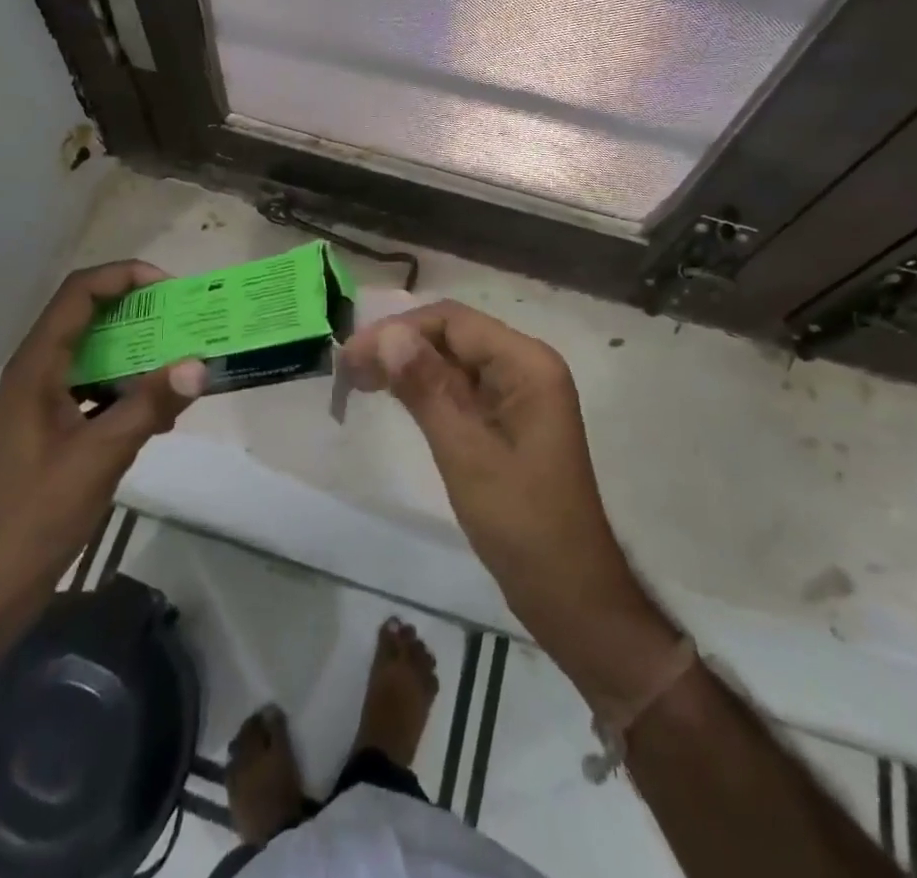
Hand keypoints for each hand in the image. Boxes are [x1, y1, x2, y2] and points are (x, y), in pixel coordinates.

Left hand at [0, 261, 205, 635]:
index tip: (169, 288)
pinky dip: (126, 388)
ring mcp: (40, 405)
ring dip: (135, 351)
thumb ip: (149, 406)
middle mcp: (34, 375)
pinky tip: (160, 410)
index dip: (123, 276)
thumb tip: (200, 363)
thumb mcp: (99, 457)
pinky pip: (93, 390)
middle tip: (184, 320)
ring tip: (181, 359)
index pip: (78, 294)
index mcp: (35, 368)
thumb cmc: (33, 517)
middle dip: (138, 311)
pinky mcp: (50, 432)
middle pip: (87, 318)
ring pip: (92, 356)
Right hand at [339, 301, 643, 632]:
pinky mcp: (507, 419)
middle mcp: (525, 367)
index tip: (351, 356)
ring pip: (453, 360)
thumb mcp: (466, 453)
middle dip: (400, 345)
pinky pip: (461, 388)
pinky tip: (394, 396)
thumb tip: (387, 333)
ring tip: (359, 380)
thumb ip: (427, 388)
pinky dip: (426, 388)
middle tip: (347, 370)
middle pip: (453, 336)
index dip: (398, 329)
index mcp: (527, 364)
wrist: (569, 594)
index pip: (453, 322)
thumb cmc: (522, 523)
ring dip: (408, 365)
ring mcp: (518, 394)